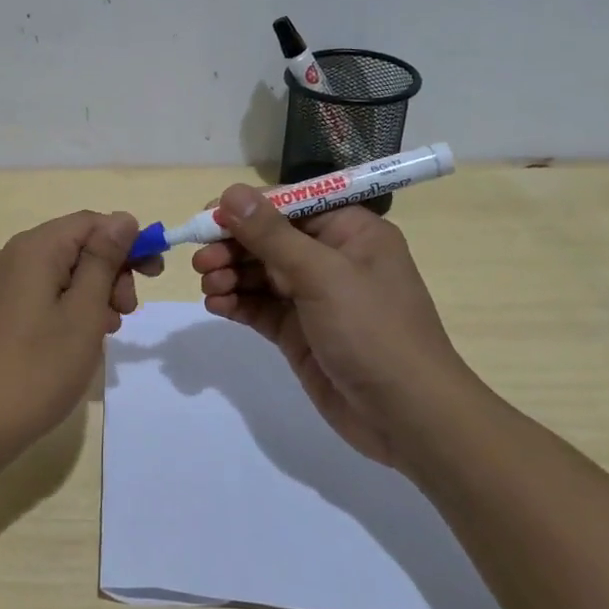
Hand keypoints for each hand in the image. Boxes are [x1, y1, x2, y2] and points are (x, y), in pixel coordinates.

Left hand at [0, 210, 145, 471]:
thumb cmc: (35, 371)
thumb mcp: (83, 314)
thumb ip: (104, 261)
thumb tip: (123, 218)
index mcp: (33, 249)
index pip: (91, 222)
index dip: (128, 241)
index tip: (154, 275)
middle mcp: (10, 257)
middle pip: (74, 245)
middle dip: (110, 271)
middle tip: (126, 313)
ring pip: (58, 272)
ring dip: (91, 293)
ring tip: (104, 333)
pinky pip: (39, 294)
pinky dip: (66, 308)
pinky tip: (75, 342)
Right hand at [194, 185, 477, 466]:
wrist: (406, 416)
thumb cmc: (373, 331)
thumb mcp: (322, 275)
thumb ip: (271, 234)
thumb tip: (232, 192)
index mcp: (349, 232)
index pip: (289, 205)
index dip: (247, 209)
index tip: (208, 217)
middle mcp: (330, 258)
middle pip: (268, 239)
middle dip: (232, 246)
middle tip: (202, 261)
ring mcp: (313, 297)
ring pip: (258, 273)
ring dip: (229, 275)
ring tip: (209, 287)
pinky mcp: (297, 331)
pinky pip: (258, 306)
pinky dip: (236, 303)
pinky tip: (216, 305)